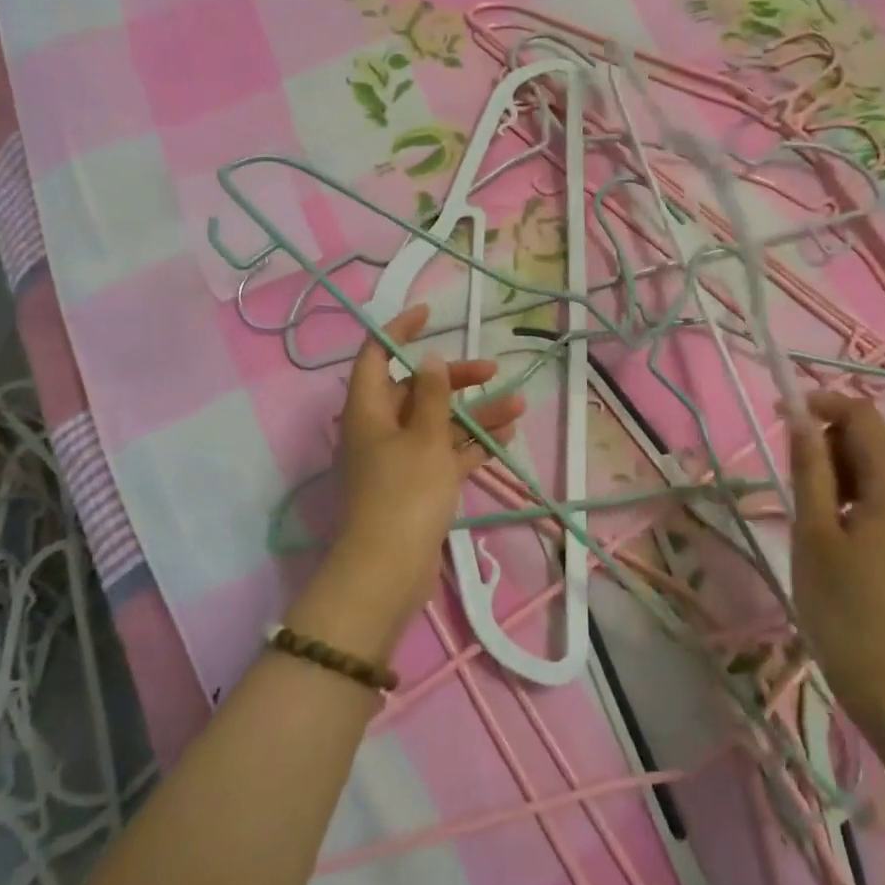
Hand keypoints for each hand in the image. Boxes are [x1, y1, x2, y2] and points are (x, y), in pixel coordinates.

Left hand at [323, 304, 524, 640]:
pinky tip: (507, 433)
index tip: (429, 314)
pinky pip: (446, 453)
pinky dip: (472, 443)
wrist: (389, 571)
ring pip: (437, 423)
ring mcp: (398, 459)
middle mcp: (379, 428)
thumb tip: (428, 358)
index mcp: (368, 409)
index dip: (399, 330)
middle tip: (491, 370)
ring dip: (473, 412)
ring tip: (517, 403)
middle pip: (415, 389)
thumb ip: (431, 395)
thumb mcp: (424, 436)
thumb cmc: (404, 493)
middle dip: (454, 378)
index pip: (376, 355)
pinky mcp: (417, 485)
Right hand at [788, 393, 884, 732]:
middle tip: (789, 478)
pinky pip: (879, 498)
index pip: (863, 417)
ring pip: (872, 470)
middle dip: (825, 442)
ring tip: (806, 512)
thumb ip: (809, 468)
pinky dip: (849, 496)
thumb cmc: (843, 606)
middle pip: (868, 441)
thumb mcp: (814, 531)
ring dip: (834, 471)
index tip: (781, 416)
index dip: (822, 404)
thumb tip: (801, 417)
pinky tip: (828, 531)